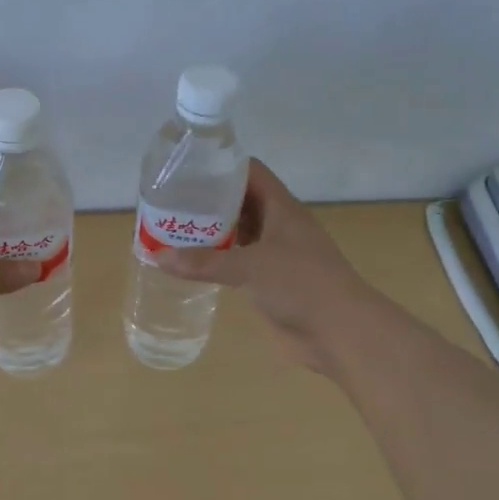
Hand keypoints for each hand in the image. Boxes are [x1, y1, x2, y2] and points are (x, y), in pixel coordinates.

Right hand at [155, 158, 373, 373]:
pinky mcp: (272, 282)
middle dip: (209, 201)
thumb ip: (205, 262)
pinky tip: (192, 264)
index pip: (250, 172)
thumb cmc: (301, 284)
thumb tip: (157, 256)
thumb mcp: (250, 267)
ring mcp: (277, 255)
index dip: (222, 166)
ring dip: (212, 232)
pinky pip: (239, 263)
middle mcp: (279, 226)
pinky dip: (218, 260)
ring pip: (240, 233)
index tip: (188, 169)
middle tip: (171, 202)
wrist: (341, 333)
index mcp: (282, 208)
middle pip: (241, 202)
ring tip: (173, 229)